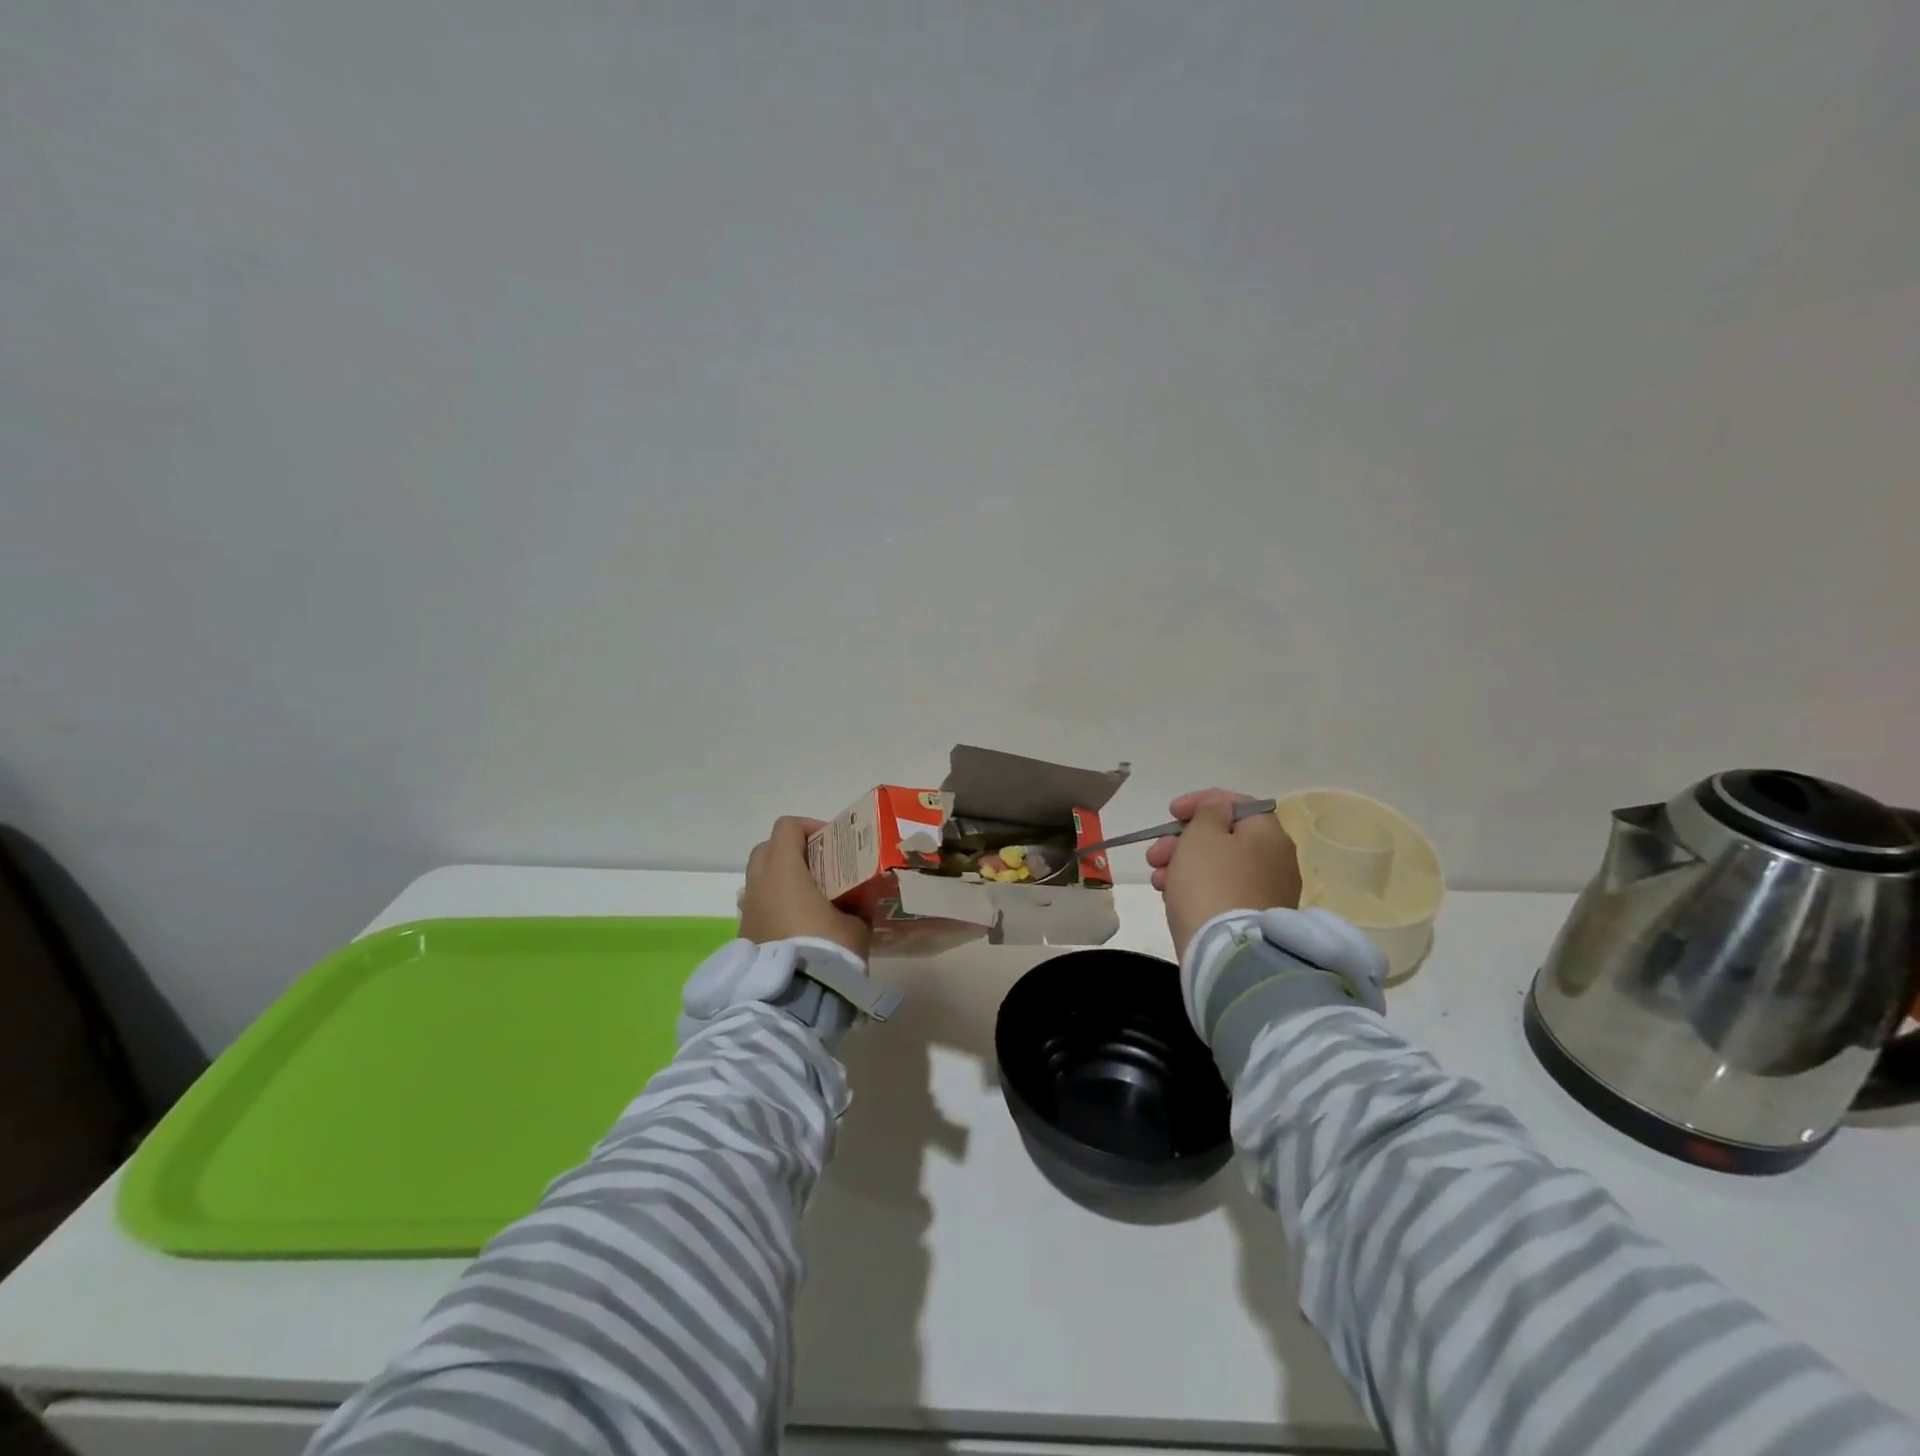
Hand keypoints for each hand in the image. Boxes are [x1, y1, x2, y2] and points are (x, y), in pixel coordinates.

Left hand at [740, 817, 869, 960]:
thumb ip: (855, 904)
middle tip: (821, 867)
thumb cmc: (825, 950)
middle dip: (792, 851)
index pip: (787, 827)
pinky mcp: (743, 937)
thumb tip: (858, 900)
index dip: (810, 827)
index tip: (832, 844)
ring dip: (781, 880)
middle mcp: (758, 884)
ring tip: (810, 899)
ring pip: (760, 879)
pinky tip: (798, 926)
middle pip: (767, 849)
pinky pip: (758, 907)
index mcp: (784, 870)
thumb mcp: (855, 925)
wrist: (790, 1002)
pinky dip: (775, 906)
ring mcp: (746, 911)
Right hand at [1145, 789, 1301, 959]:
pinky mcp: (1253, 919)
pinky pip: (1221, 892)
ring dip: (1183, 865)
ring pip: (1218, 866)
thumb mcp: (1202, 835)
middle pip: (1224, 837)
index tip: (1171, 812)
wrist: (1227, 953)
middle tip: (1155, 854)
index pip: (1236, 803)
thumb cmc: (1210, 883)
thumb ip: (1208, 811)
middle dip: (1183, 840)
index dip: (1200, 802)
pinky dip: (1195, 888)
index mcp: (1269, 834)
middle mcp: (1276, 860)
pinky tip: (1172, 898)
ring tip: (1157, 881)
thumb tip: (1219, 808)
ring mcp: (1268, 893)